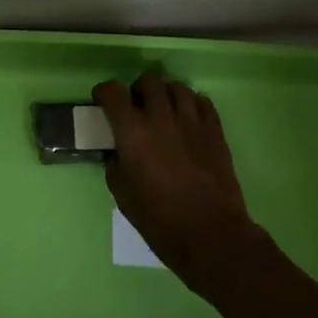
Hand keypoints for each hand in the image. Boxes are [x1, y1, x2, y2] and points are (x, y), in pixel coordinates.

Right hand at [93, 71, 264, 295]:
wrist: (211, 235)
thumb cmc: (160, 220)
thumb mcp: (123, 196)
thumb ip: (115, 166)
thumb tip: (116, 153)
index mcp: (133, 131)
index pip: (113, 92)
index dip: (104, 92)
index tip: (102, 100)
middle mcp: (161, 116)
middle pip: (149, 81)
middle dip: (139, 90)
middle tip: (137, 106)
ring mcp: (191, 120)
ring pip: (177, 87)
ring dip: (167, 94)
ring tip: (165, 110)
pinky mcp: (215, 130)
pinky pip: (203, 101)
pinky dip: (192, 103)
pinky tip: (189, 118)